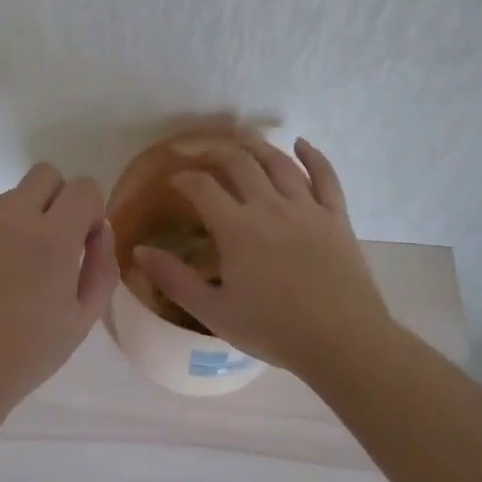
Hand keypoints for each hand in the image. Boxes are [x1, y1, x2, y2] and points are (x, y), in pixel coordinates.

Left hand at [0, 163, 118, 427]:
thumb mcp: (82, 319)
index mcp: (52, 238)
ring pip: (15, 194)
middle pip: (46, 174)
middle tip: (58, 244)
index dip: (92, 209)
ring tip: (23, 265)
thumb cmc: (27, 355)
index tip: (84, 244)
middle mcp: (14, 219)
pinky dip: (1, 232)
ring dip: (29, 214)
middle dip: (61, 198)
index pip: (83, 187)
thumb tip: (99, 230)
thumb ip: (101, 266)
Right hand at [134, 137, 396, 377]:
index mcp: (237, 228)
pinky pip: (325, 177)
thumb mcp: (214, 312)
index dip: (184, 177)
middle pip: (240, 163)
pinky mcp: (336, 217)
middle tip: (204, 156)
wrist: (343, 343)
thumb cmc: (274, 330)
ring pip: (279, 163)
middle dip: (217, 153)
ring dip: (257, 146)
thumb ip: (174, 279)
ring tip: (243, 139)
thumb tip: (138, 251)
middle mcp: (270, 207)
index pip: (202, 187)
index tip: (174, 179)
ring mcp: (307, 208)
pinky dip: (313, 156)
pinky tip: (301, 144)